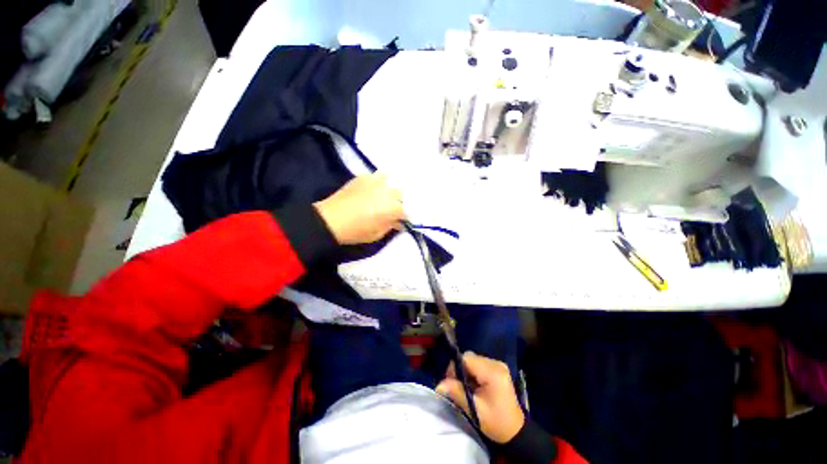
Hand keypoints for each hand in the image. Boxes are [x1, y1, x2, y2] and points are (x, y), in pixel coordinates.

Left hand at [314, 173, 404, 244]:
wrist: (330, 220)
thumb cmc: (355, 231)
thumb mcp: (377, 234)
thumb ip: (392, 226)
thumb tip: (399, 222)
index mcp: (393, 207)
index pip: (408, 210)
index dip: (408, 216)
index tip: (404, 220)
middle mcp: (388, 191)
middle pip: (403, 193)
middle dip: (402, 202)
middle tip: (396, 209)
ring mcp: (376, 181)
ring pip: (393, 182)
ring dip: (393, 190)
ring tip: (388, 197)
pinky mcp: (365, 177)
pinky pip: (379, 177)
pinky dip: (381, 183)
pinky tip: (377, 189)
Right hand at [436, 352, 524, 443]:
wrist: (515, 431)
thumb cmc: (496, 422)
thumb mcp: (475, 410)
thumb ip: (457, 393)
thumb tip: (439, 385)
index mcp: (492, 372)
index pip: (467, 359)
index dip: (455, 367)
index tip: (450, 382)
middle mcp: (496, 363)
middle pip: (469, 358)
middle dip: (460, 370)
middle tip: (456, 386)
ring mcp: (498, 365)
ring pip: (473, 360)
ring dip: (466, 371)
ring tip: (465, 388)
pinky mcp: (497, 369)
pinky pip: (479, 364)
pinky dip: (473, 373)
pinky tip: (474, 386)